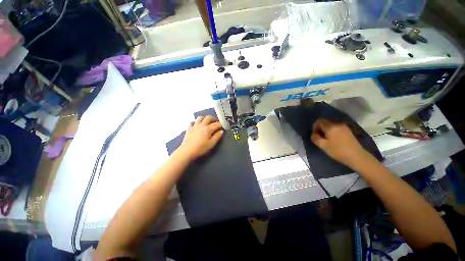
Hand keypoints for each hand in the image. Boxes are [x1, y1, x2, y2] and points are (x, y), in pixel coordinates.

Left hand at [178, 115, 223, 160]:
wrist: (187, 151)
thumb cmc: (201, 148)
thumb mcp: (211, 144)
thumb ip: (217, 136)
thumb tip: (221, 131)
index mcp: (208, 129)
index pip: (216, 124)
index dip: (220, 124)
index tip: (223, 125)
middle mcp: (201, 125)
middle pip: (208, 117)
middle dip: (213, 118)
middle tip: (216, 121)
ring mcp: (194, 126)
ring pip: (200, 117)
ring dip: (205, 118)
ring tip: (207, 121)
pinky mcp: (189, 128)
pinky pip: (192, 122)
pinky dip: (195, 122)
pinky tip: (196, 125)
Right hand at [310, 119, 370, 167]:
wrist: (356, 156)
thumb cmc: (338, 151)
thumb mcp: (323, 146)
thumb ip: (315, 138)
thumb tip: (313, 134)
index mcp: (331, 127)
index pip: (319, 121)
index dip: (314, 126)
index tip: (315, 134)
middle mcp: (338, 124)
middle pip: (325, 122)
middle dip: (320, 128)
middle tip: (319, 137)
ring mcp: (344, 127)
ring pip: (331, 125)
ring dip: (326, 130)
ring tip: (326, 139)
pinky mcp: (348, 131)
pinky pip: (337, 128)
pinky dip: (332, 131)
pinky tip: (333, 139)